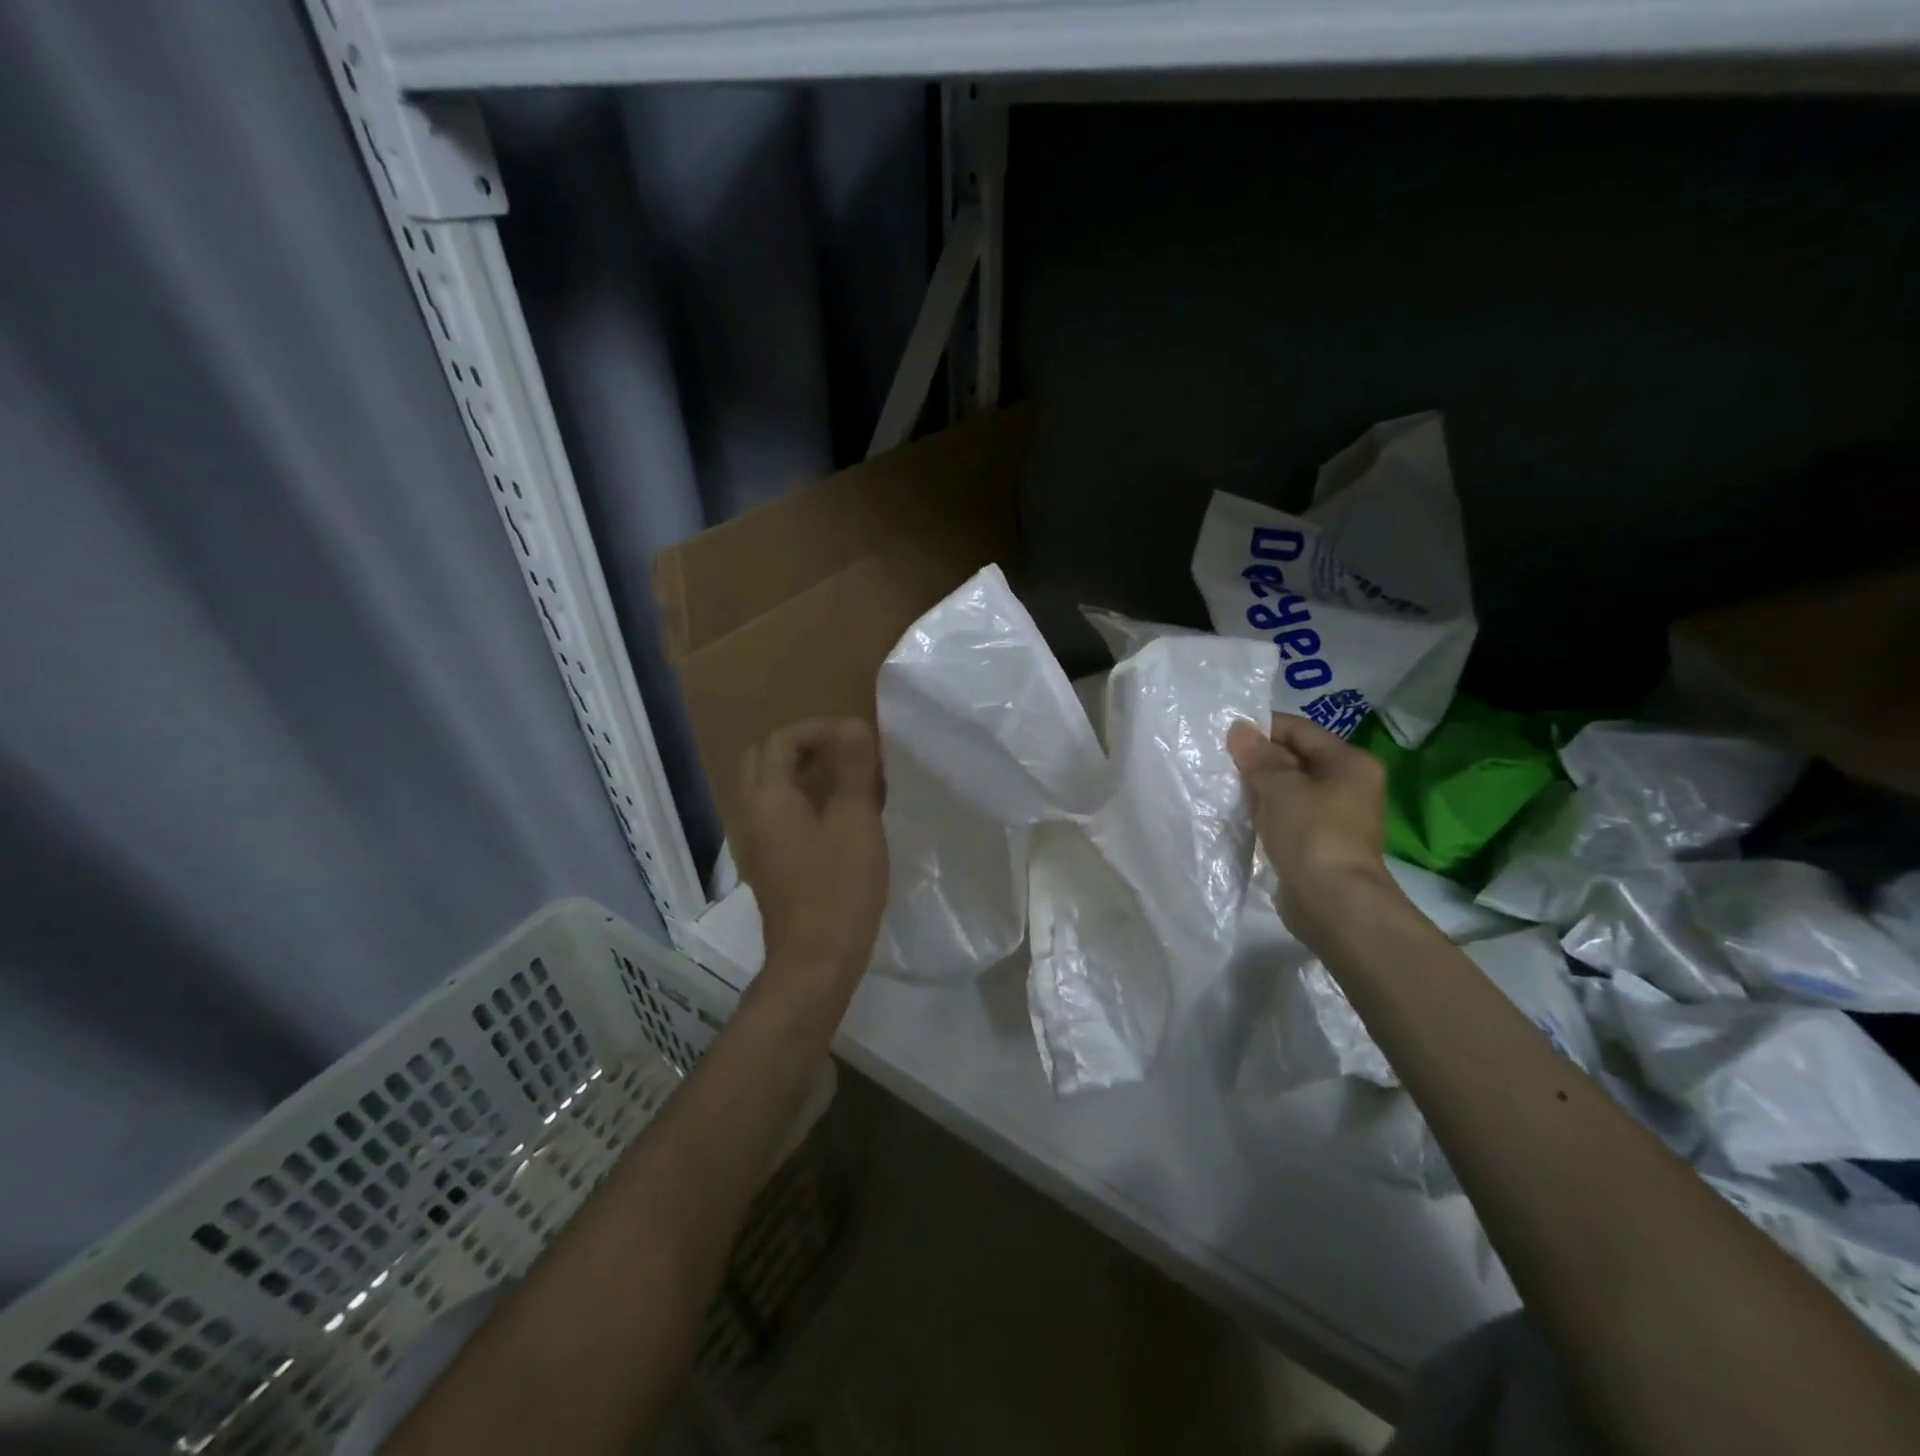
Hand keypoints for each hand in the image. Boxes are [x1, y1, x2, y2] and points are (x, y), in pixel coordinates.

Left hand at [736, 718, 887, 984]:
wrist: (815, 961)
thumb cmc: (838, 887)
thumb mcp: (855, 821)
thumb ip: (854, 769)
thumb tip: (854, 726)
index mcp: (767, 798)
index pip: (781, 741)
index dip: (818, 728)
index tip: (856, 735)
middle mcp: (752, 814)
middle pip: (765, 761)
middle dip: (803, 745)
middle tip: (844, 750)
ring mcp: (757, 842)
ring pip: (771, 789)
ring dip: (803, 772)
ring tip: (847, 776)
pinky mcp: (770, 864)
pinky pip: (779, 814)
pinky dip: (803, 799)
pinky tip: (839, 814)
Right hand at [1227, 714, 1398, 947]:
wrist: (1333, 902)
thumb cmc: (1312, 834)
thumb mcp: (1281, 787)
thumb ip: (1258, 756)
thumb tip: (1239, 728)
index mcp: (1349, 762)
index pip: (1299, 730)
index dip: (1261, 730)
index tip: (1225, 737)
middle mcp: (1346, 785)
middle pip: (1294, 759)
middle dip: (1257, 761)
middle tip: (1219, 763)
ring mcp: (1333, 816)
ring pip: (1287, 790)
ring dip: (1257, 789)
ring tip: (1223, 788)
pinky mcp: (1316, 843)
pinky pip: (1285, 816)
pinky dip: (1263, 814)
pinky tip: (1238, 816)